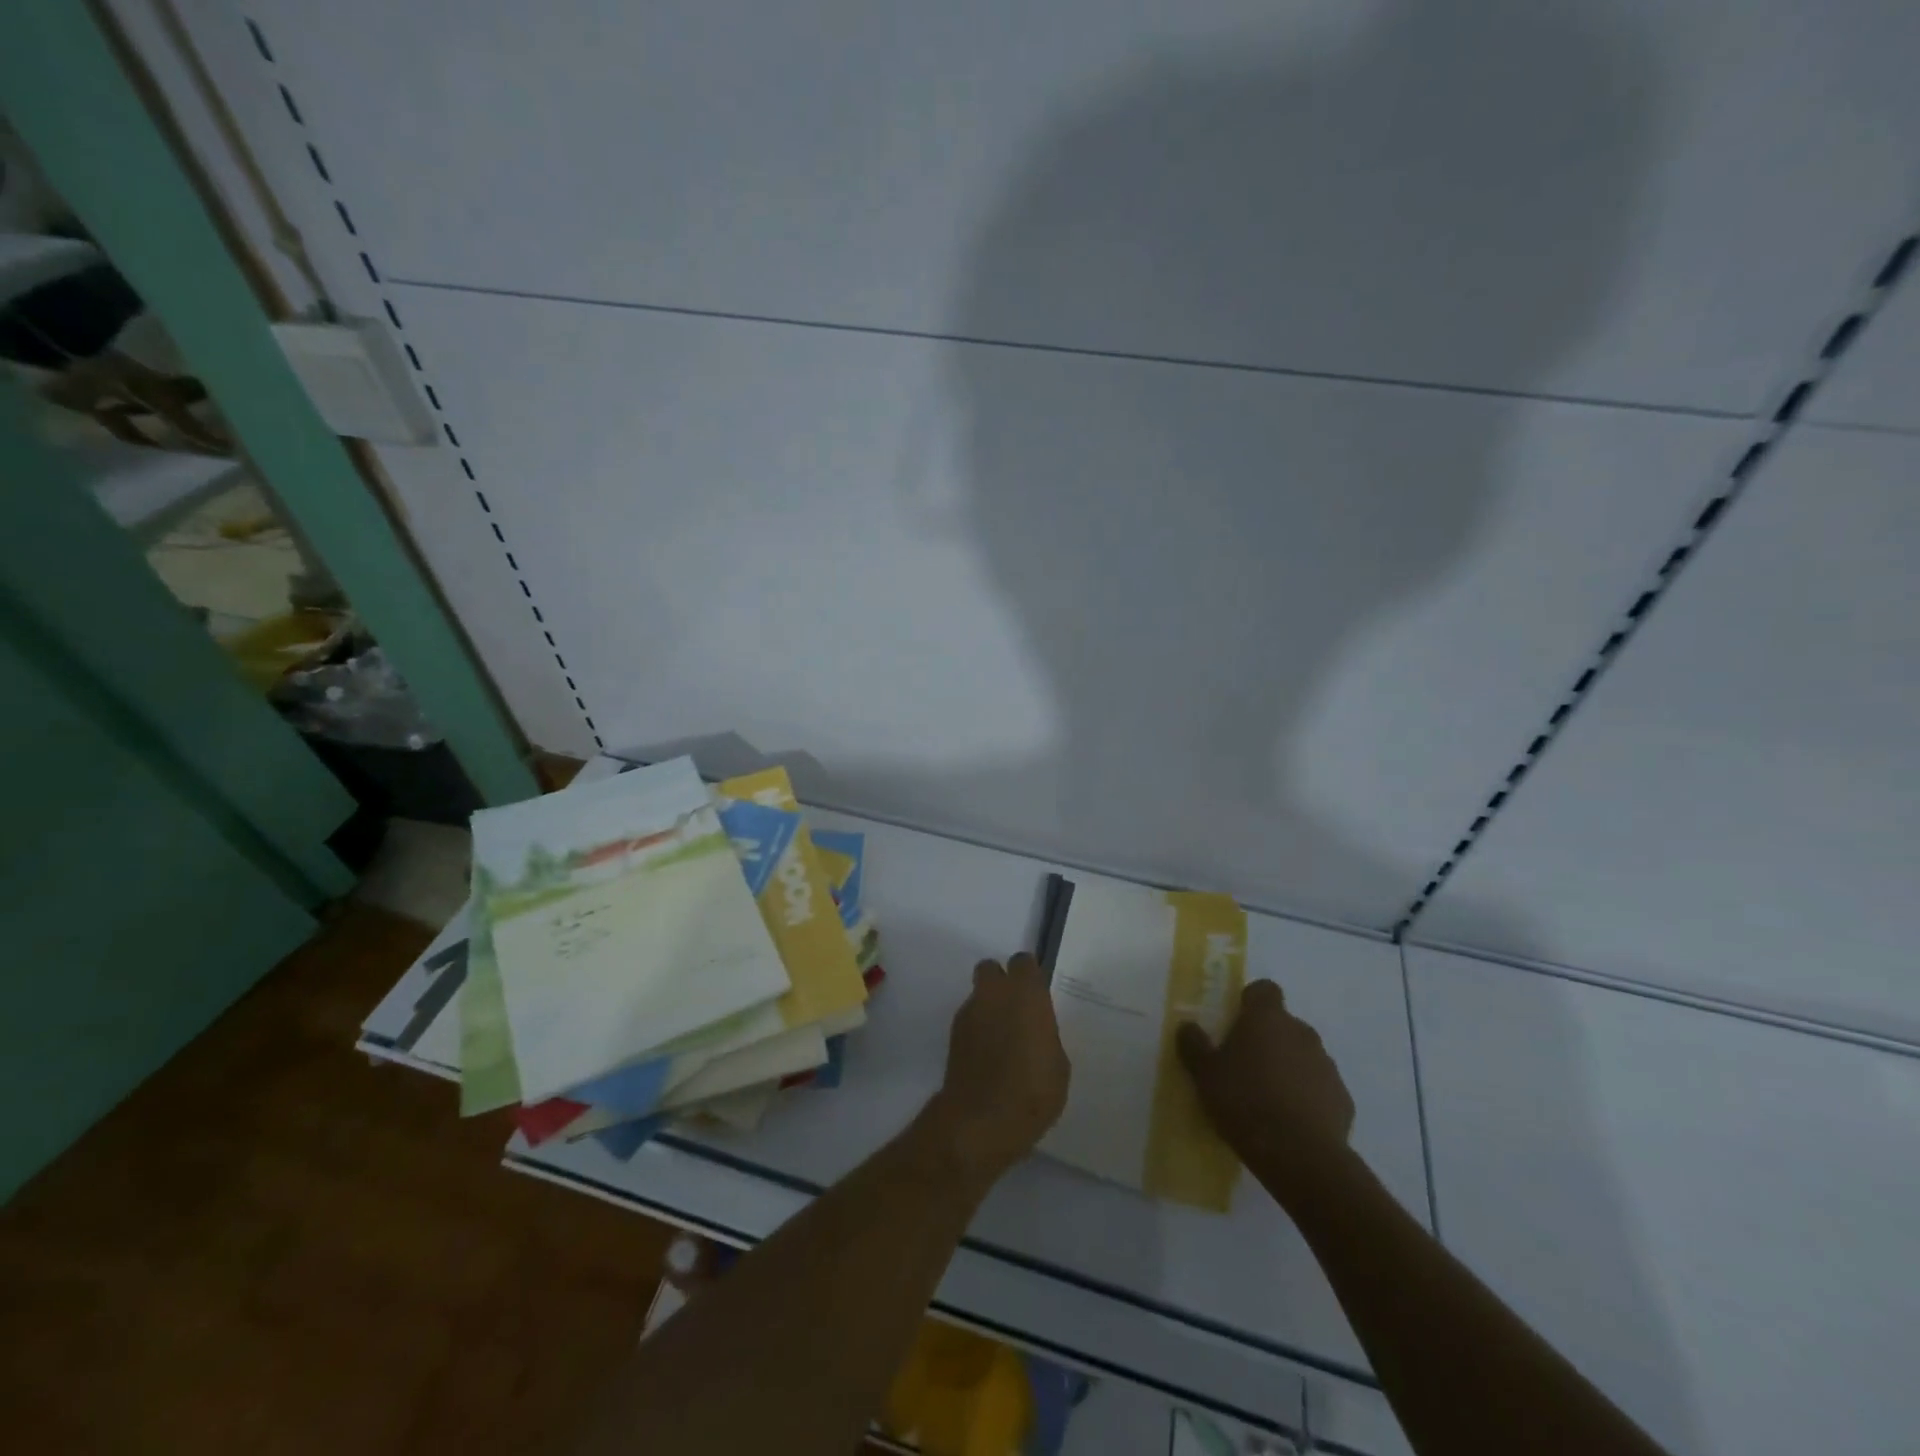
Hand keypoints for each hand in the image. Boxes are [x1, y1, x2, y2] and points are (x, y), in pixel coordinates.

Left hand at [924, 953, 1070, 1190]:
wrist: (981, 1120)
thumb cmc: (1032, 1090)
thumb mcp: (1057, 1064)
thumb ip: (1045, 1036)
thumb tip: (1036, 1032)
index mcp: (1025, 994)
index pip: (1024, 963)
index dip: (1029, 976)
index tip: (1037, 995)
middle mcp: (994, 994)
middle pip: (991, 969)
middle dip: (1001, 982)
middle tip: (1016, 1009)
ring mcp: (969, 1013)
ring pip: (978, 995)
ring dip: (988, 1008)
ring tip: (1002, 1040)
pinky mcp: (953, 1036)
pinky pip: (969, 1021)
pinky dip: (977, 1031)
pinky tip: (988, 1058)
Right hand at [1177, 980, 1354, 1196]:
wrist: (1300, 1156)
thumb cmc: (1244, 1101)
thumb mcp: (1204, 1073)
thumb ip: (1194, 1045)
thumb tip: (1188, 1026)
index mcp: (1267, 1018)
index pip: (1264, 989)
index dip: (1251, 1001)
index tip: (1237, 1021)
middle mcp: (1301, 1032)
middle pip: (1284, 1024)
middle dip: (1268, 1039)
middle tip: (1245, 1065)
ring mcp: (1326, 1065)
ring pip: (1303, 1055)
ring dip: (1288, 1067)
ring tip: (1267, 1098)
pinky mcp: (1343, 1099)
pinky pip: (1320, 1087)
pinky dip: (1307, 1096)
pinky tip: (1291, 1121)